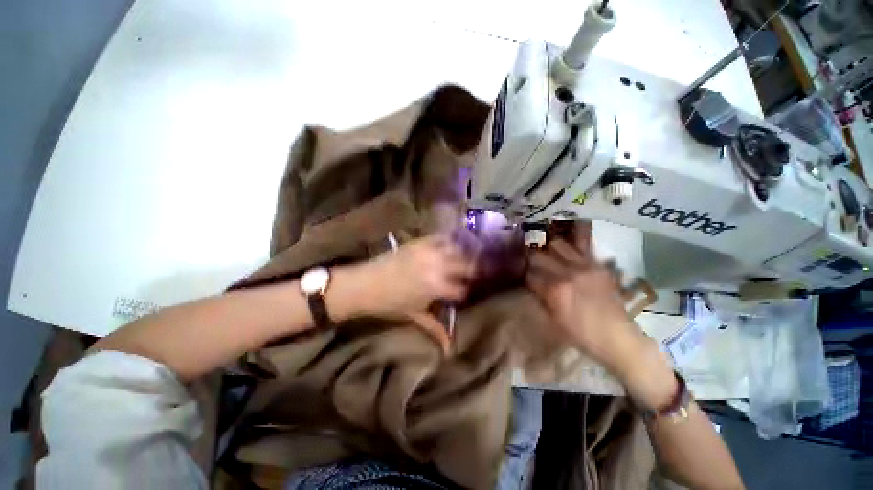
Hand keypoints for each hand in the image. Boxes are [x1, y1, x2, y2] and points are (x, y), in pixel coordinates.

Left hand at [353, 235, 474, 351]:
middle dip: (470, 270)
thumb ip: (435, 328)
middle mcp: (437, 266)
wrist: (365, 285)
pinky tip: (450, 244)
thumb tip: (449, 349)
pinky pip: (439, 237)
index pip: (461, 288)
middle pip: (464, 265)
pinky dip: (447, 240)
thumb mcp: (415, 316)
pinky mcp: (419, 242)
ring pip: (455, 249)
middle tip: (470, 274)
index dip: (465, 291)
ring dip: (462, 254)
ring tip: (464, 258)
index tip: (466, 292)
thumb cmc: (390, 304)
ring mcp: (428, 251)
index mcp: (437, 286)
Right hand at [525, 223, 646, 374]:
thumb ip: (541, 297)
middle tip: (530, 263)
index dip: (524, 276)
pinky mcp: (597, 265)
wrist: (618, 337)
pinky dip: (573, 242)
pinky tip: (568, 240)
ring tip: (547, 253)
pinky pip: (582, 246)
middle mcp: (567, 273)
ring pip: (558, 245)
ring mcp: (584, 266)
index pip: (529, 274)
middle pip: (539, 256)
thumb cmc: (581, 335)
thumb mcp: (553, 320)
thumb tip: (533, 284)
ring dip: (548, 249)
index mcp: (554, 290)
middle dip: (531, 259)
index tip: (524, 277)